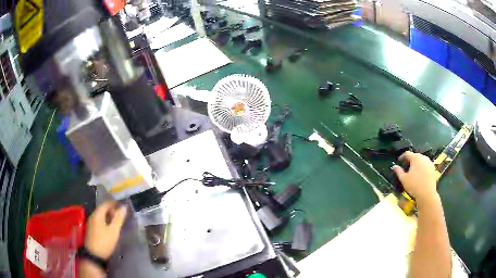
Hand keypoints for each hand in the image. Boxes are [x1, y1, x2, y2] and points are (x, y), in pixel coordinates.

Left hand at [85, 201, 126, 259]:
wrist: (94, 255)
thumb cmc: (104, 242)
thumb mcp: (114, 231)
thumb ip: (118, 219)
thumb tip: (124, 207)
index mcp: (97, 214)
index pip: (105, 204)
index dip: (113, 204)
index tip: (121, 205)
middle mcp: (92, 216)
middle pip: (102, 209)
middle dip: (111, 210)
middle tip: (119, 215)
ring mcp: (90, 223)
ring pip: (99, 215)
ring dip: (107, 216)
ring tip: (115, 222)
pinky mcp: (90, 229)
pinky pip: (97, 221)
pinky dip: (104, 221)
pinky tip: (108, 228)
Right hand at [392, 151, 438, 205]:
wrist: (427, 193)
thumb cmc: (414, 185)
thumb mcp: (404, 179)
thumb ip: (399, 171)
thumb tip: (394, 166)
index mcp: (415, 158)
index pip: (407, 153)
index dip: (402, 157)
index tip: (399, 161)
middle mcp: (423, 157)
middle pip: (415, 155)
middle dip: (410, 160)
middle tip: (406, 166)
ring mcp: (429, 162)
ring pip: (421, 160)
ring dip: (417, 163)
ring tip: (414, 170)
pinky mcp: (433, 168)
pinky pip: (426, 165)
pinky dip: (422, 167)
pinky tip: (420, 174)